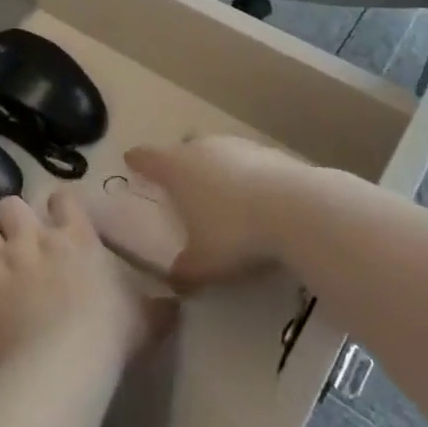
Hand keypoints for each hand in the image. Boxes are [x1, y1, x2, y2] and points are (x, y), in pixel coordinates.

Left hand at [0, 192, 172, 368]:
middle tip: (20, 240)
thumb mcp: (143, 319)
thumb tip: (176, 307)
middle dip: (12, 218)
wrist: (60, 363)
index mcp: (76, 237)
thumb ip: (157, 308)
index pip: (63, 197)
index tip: (60, 220)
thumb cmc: (108, 334)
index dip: (60, 206)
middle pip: (10, 204)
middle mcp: (35, 238)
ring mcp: (4, 260)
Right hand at [122, 136, 317, 289]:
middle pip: (183, 148)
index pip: (146, 157)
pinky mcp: (269, 152)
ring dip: (215, 168)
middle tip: (180, 186)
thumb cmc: (234, 233)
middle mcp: (202, 148)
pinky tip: (255, 199)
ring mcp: (237, 145)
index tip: (131, 161)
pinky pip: (247, 161)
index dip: (137, 161)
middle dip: (179, 163)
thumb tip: (175, 281)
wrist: (296, 209)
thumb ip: (184, 271)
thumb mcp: (203, 264)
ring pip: (216, 151)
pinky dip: (245, 175)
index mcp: (176, 168)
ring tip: (220, 195)